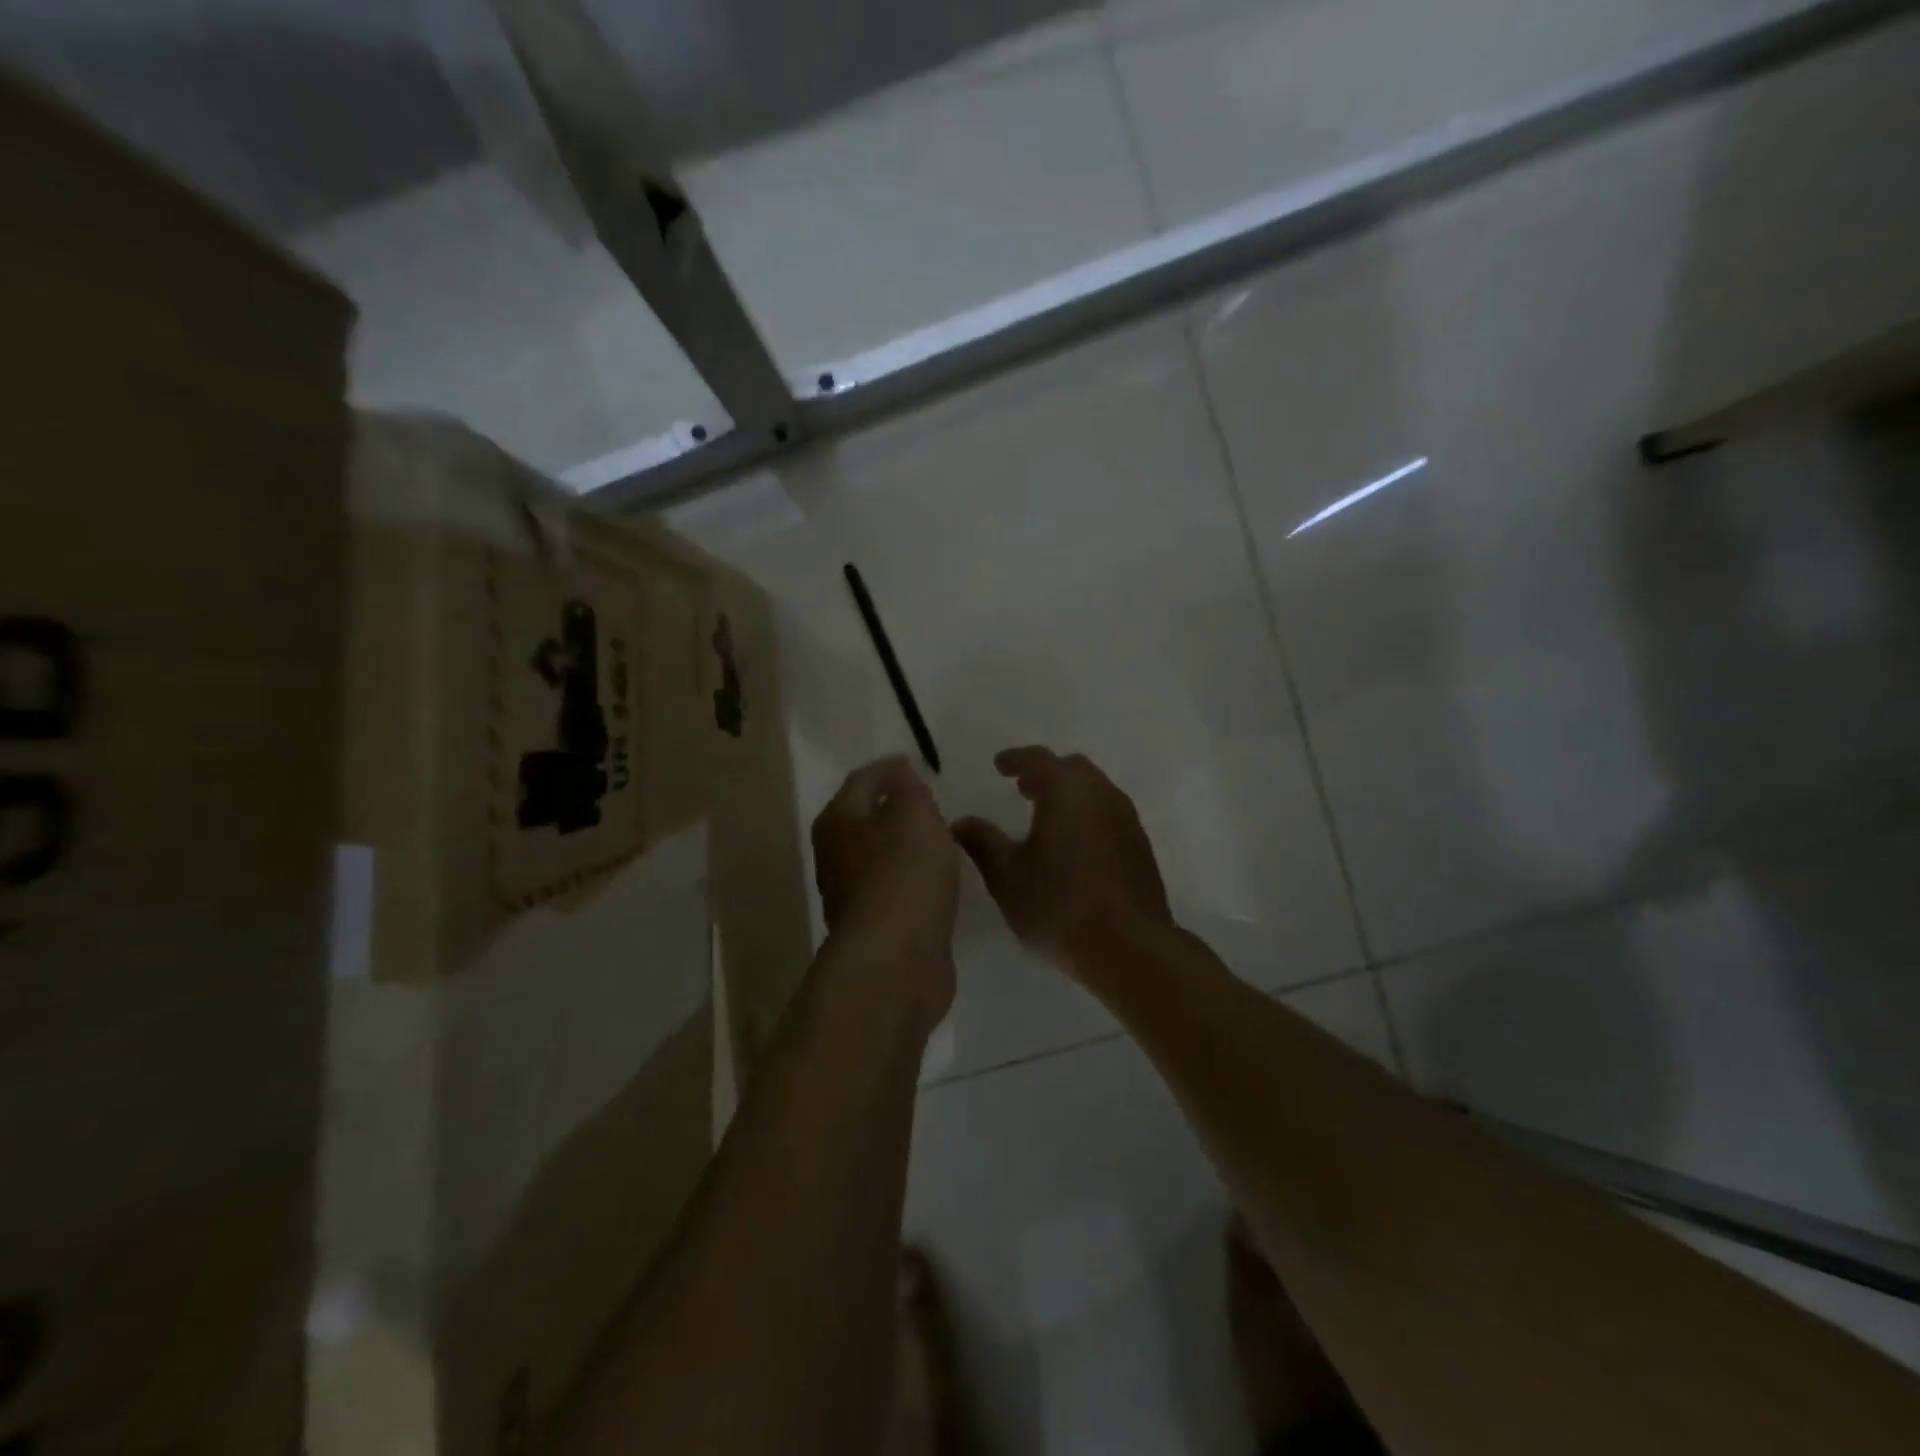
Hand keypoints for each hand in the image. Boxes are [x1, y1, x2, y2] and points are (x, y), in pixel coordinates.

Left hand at [811, 756, 959, 1025]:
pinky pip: (895, 889)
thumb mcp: (914, 814)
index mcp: (838, 821)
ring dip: (903, 846)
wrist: (896, 959)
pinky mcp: (875, 928)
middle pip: (864, 820)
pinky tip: (935, 881)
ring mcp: (852, 896)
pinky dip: (912, 878)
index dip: (888, 768)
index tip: (916, 763)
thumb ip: (909, 790)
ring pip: (879, 857)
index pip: (861, 780)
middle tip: (929, 799)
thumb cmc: (904, 873)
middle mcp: (835, 856)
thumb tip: (900, 778)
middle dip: (893, 807)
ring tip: (938, 837)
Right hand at [953, 747, 1172, 975]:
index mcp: (1067, 790)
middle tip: (1023, 789)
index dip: (1015, 759)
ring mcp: (1126, 818)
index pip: (1038, 759)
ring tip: (1046, 817)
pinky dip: (1087, 815)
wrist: (1129, 946)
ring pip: (1095, 790)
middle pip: (1072, 769)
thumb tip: (961, 822)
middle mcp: (1101, 794)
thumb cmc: (1059, 905)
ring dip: (1070, 795)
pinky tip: (1074, 845)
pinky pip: (1108, 814)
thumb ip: (983, 843)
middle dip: (1046, 774)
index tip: (999, 765)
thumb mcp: (1007, 876)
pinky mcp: (1140, 845)